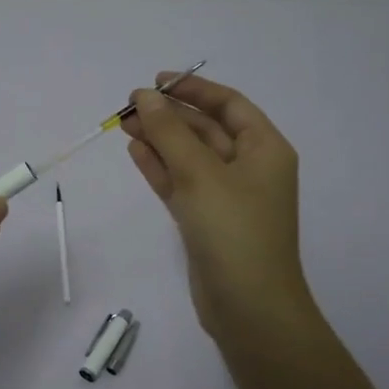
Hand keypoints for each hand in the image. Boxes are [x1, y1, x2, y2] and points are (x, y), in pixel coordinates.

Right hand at [121, 73, 315, 339]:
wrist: (249, 307)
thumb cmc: (233, 230)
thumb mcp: (200, 173)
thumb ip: (170, 132)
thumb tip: (145, 96)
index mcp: (264, 149)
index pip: (229, 104)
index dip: (193, 89)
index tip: (156, 81)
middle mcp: (250, 168)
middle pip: (206, 129)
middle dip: (170, 116)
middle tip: (129, 106)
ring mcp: (228, 196)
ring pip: (190, 157)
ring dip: (160, 140)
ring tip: (125, 125)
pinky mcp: (208, 220)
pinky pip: (182, 183)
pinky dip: (161, 168)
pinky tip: (136, 153)